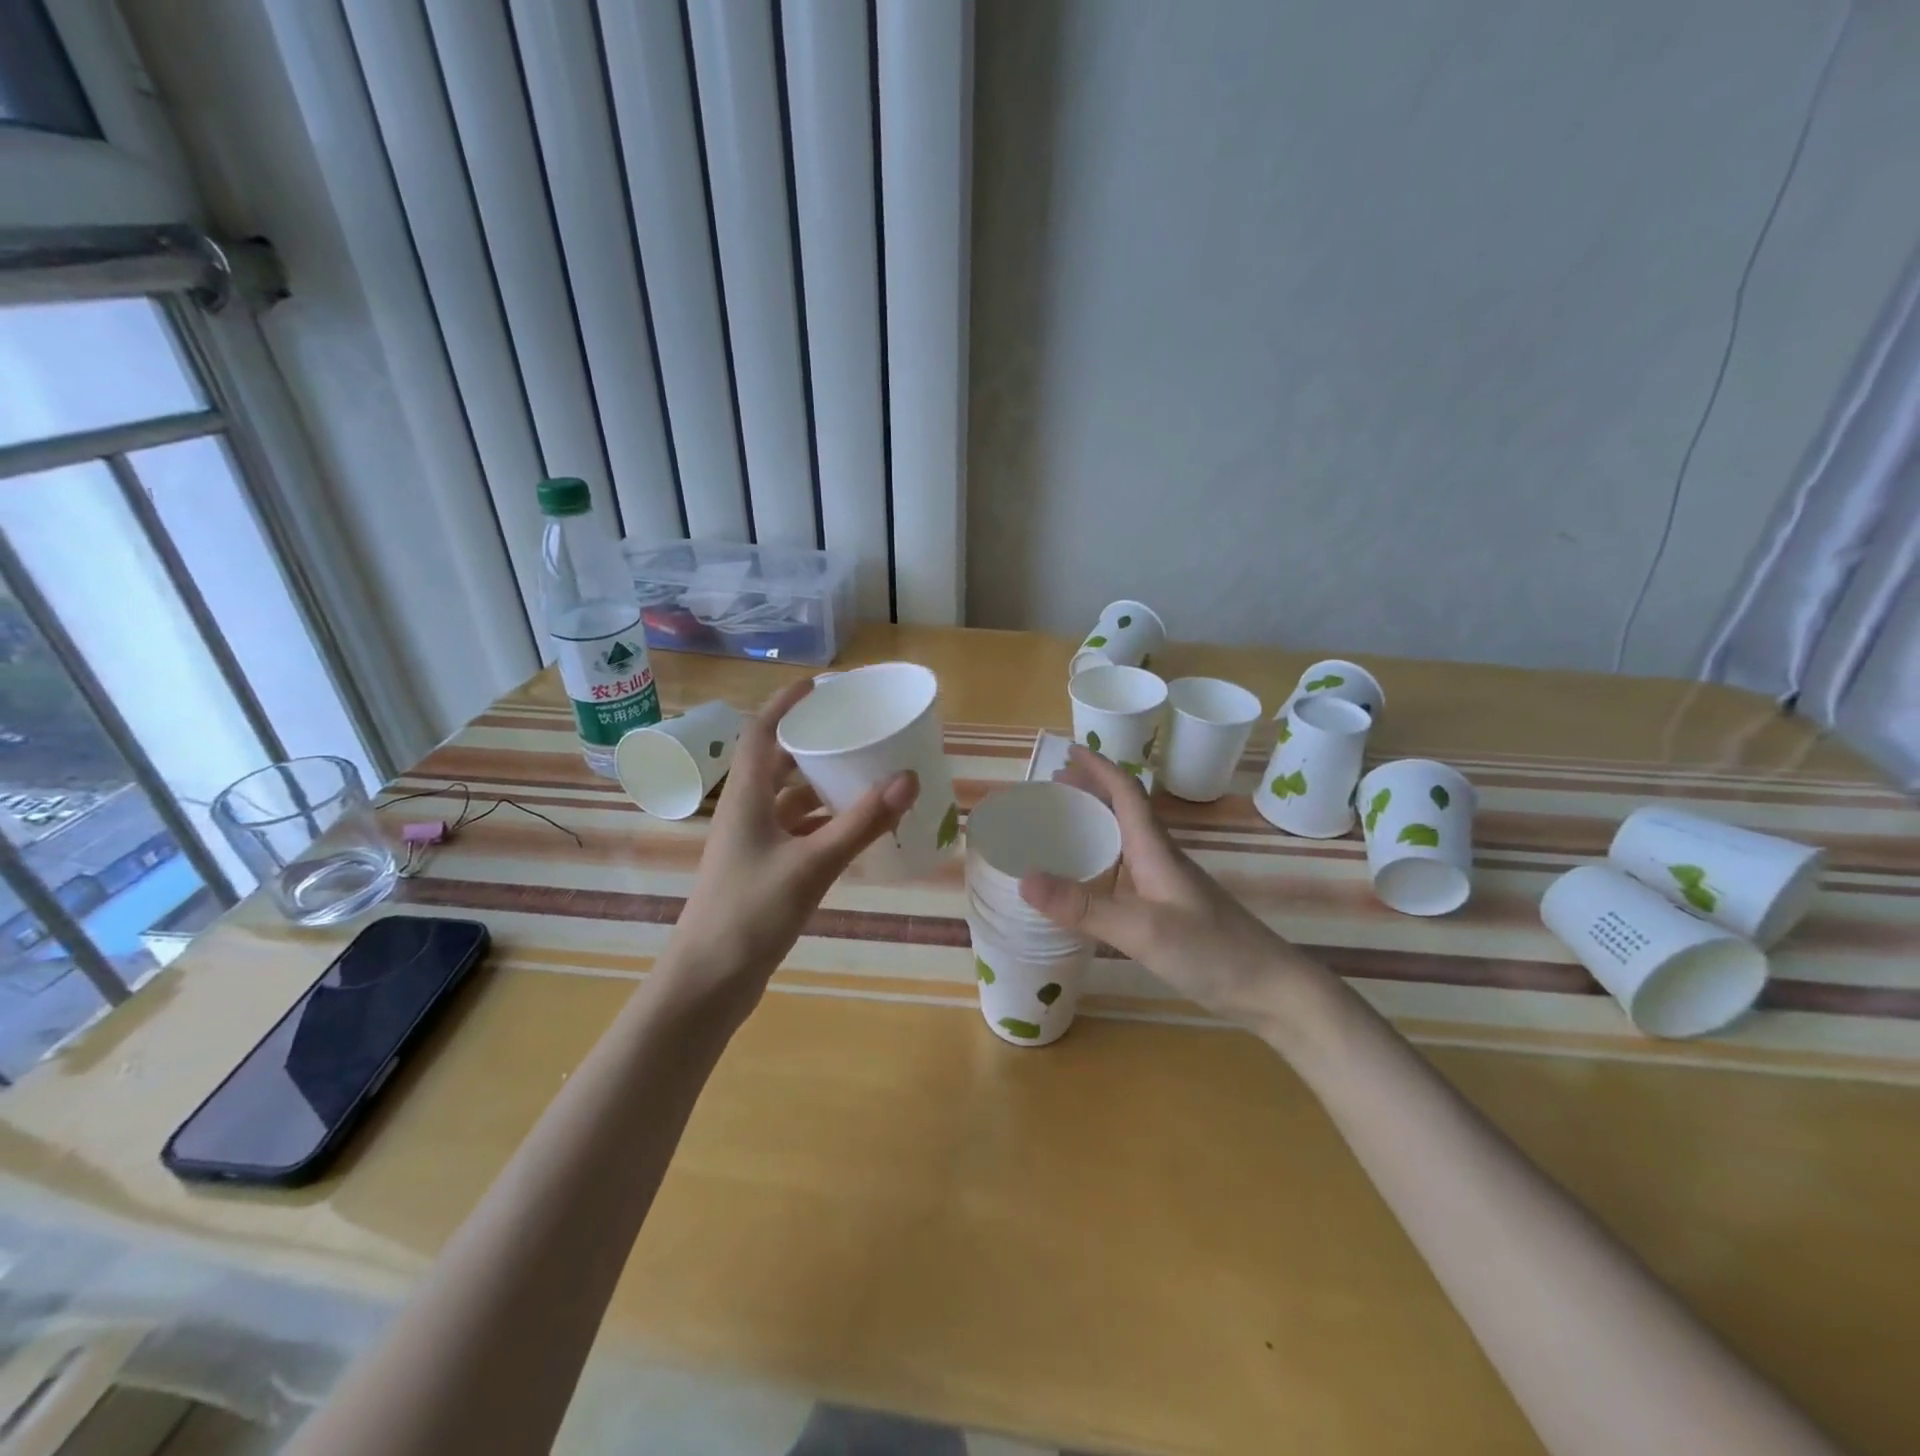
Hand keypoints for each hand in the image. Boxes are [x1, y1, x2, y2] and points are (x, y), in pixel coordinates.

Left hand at [666, 678, 917, 1013]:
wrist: (708, 983)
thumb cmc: (751, 913)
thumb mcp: (812, 864)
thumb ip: (862, 823)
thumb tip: (908, 777)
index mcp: (746, 797)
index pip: (761, 732)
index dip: (786, 703)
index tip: (820, 684)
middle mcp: (746, 813)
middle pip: (778, 763)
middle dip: (813, 744)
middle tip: (855, 731)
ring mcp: (753, 844)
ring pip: (790, 800)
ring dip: (822, 786)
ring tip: (865, 773)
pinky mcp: (763, 871)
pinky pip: (797, 832)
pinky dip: (824, 824)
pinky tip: (855, 828)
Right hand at [1019, 745, 1310, 1025]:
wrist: (1271, 989)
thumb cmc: (1211, 951)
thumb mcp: (1141, 929)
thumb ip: (1083, 907)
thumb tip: (1023, 879)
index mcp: (1155, 849)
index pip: (1125, 791)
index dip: (1098, 767)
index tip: (1069, 751)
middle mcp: (1160, 857)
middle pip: (1123, 809)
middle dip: (1090, 790)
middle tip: (1052, 788)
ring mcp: (1167, 883)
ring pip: (1125, 839)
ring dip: (1096, 823)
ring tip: (1061, 826)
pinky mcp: (1169, 908)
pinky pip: (1127, 869)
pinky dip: (1102, 860)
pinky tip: (1088, 882)